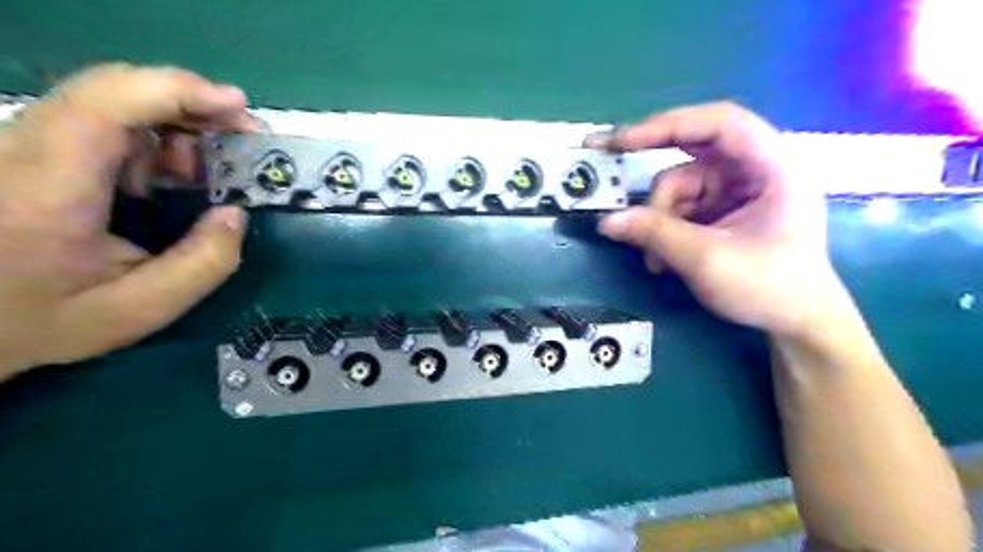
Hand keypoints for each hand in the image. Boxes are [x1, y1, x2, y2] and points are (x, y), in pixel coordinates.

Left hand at [0, 63, 255, 375]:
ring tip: (215, 167)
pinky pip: (102, 122)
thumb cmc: (38, 320)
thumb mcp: (136, 310)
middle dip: (192, 107)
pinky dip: (155, 138)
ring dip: (177, 126)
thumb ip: (202, 266)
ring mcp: (21, 144)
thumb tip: (236, 214)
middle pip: (114, 92)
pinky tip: (178, 173)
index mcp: (45, 190)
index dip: (176, 90)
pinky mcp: (30, 149)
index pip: (105, 106)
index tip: (235, 104)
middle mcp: (21, 150)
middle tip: (244, 138)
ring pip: (112, 103)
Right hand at [586, 102, 847, 335]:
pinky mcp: (723, 209)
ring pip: (680, 186)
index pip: (718, 123)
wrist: (796, 322)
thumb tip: (606, 221)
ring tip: (656, 260)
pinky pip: (681, 207)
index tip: (623, 141)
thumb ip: (655, 234)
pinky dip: (666, 230)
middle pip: (693, 150)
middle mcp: (754, 168)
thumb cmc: (768, 287)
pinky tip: (664, 261)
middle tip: (611, 168)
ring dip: (659, 219)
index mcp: (772, 166)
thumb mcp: (706, 260)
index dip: (668, 125)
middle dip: (654, 174)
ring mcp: (736, 189)